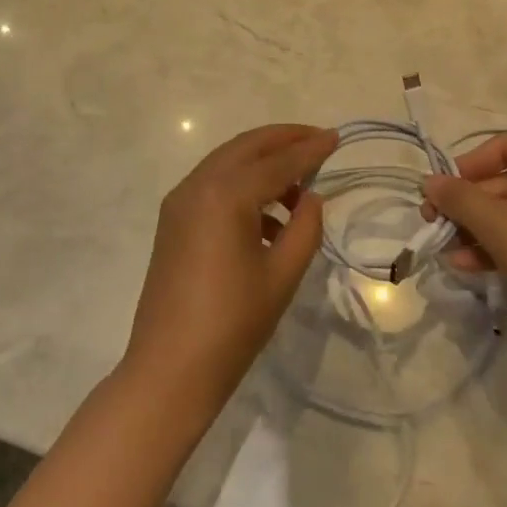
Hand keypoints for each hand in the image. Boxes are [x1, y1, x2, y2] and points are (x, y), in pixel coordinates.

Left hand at [124, 124, 336, 413]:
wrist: (169, 370)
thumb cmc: (233, 324)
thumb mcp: (282, 275)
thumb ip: (305, 228)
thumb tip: (311, 198)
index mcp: (225, 195)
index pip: (277, 162)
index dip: (310, 149)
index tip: (337, 137)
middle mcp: (197, 186)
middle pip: (246, 147)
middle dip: (283, 140)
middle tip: (317, 141)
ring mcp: (179, 203)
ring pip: (226, 164)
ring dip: (262, 165)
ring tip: (299, 189)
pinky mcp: (172, 222)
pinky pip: (212, 187)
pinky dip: (241, 187)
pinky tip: (268, 220)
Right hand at [421, 131, 506, 354]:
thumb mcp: (502, 228)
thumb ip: (461, 199)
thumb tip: (428, 181)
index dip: (470, 163)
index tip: (443, 189)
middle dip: (469, 203)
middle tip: (433, 222)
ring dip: (478, 228)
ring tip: (445, 248)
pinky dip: (499, 246)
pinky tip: (467, 265)